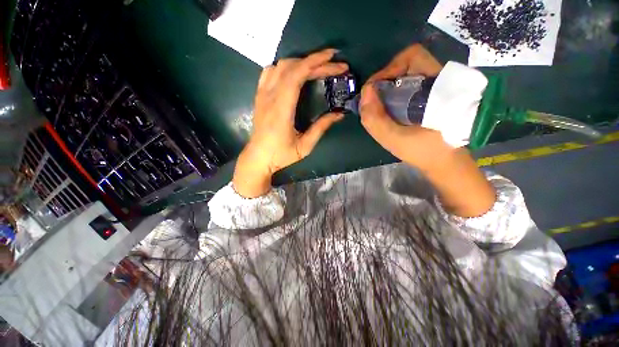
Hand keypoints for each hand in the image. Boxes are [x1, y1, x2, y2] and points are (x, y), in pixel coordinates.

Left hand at [233, 49, 347, 197]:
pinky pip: (270, 72)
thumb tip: (339, 114)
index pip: (297, 75)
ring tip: (316, 67)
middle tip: (333, 64)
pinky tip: (294, 73)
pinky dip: (285, 67)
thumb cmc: (281, 155)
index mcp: (282, 109)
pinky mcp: (259, 96)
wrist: (258, 158)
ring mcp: (262, 94)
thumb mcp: (305, 146)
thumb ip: (321, 128)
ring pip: (280, 65)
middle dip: (315, 61)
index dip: (317, 63)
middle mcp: (270, 96)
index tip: (335, 59)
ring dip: (300, 62)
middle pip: (291, 66)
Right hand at [360, 44, 450, 171]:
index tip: (374, 91)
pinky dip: (393, 94)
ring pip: (407, 74)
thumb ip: (376, 120)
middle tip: (374, 100)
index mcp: (437, 86)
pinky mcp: (430, 97)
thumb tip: (364, 93)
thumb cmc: (425, 152)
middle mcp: (438, 81)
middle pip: (408, 63)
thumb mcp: (396, 140)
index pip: (412, 57)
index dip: (388, 70)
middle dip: (385, 79)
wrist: (446, 162)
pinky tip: (388, 111)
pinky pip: (408, 86)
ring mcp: (435, 88)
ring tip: (378, 107)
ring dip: (388, 88)